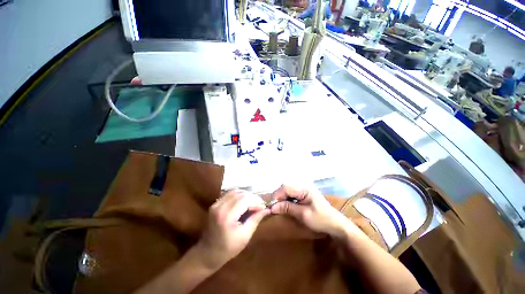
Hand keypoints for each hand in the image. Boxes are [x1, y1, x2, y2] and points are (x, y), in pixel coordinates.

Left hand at [196, 190, 269, 269]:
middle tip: (259, 206)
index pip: (245, 199)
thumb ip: (255, 219)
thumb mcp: (245, 236)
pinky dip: (239, 195)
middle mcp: (220, 206)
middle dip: (252, 198)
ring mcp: (216, 204)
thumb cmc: (228, 249)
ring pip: (235, 191)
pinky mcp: (215, 204)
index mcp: (227, 216)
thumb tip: (267, 209)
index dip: (256, 201)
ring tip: (252, 204)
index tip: (263, 208)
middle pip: (241, 194)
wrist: (207, 253)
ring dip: (246, 195)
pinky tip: (243, 203)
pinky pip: (230, 194)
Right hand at [270, 185, 356, 239]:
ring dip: (281, 199)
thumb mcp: (303, 215)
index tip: (271, 206)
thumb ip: (288, 208)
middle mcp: (303, 187)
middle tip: (273, 208)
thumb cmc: (321, 219)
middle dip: (278, 197)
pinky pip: (291, 195)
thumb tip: (272, 207)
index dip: (276, 195)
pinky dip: (286, 200)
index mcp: (304, 190)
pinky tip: (285, 207)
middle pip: (285, 188)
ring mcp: (303, 191)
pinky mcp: (304, 196)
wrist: (336, 225)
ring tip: (278, 208)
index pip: (285, 187)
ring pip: (287, 191)